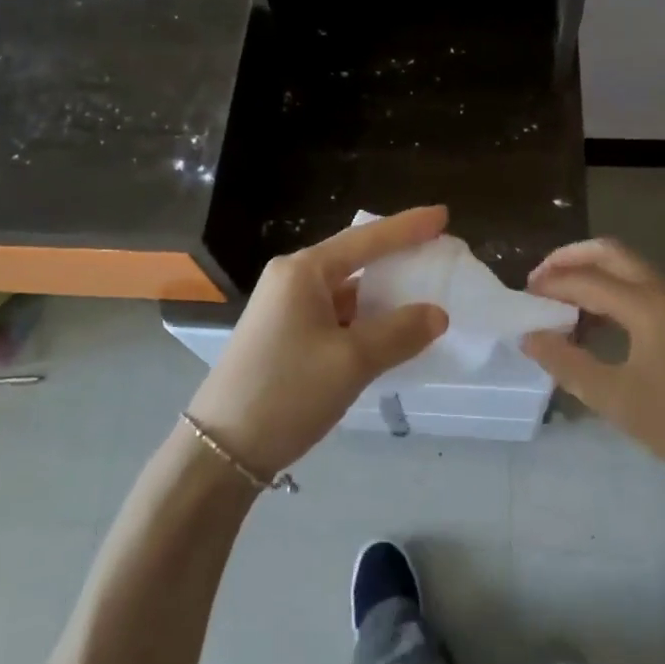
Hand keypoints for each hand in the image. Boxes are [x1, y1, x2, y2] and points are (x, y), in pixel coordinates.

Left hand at [187, 207, 450, 476]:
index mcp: (303, 271)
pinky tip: (388, 330)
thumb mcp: (351, 362)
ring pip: (345, 289)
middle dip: (396, 257)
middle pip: (355, 258)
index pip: (366, 239)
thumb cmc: (287, 391)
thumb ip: (399, 333)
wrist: (221, 448)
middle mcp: (292, 278)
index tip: (444, 215)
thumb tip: (437, 314)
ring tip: (422, 292)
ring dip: (381, 292)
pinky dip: (364, 318)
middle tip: (438, 253)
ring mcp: (285, 306)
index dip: (408, 227)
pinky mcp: (285, 333)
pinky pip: (334, 313)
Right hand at [523, 238, 664, 538]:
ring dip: (589, 273)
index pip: (583, 279)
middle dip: (568, 259)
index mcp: (643, 304)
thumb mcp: (616, 399)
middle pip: (607, 252)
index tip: (519, 301)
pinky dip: (609, 290)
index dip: (548, 286)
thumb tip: (529, 336)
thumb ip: (567, 364)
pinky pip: (637, 287)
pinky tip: (595, 325)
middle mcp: (660, 291)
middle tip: (538, 283)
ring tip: (559, 304)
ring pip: (625, 267)